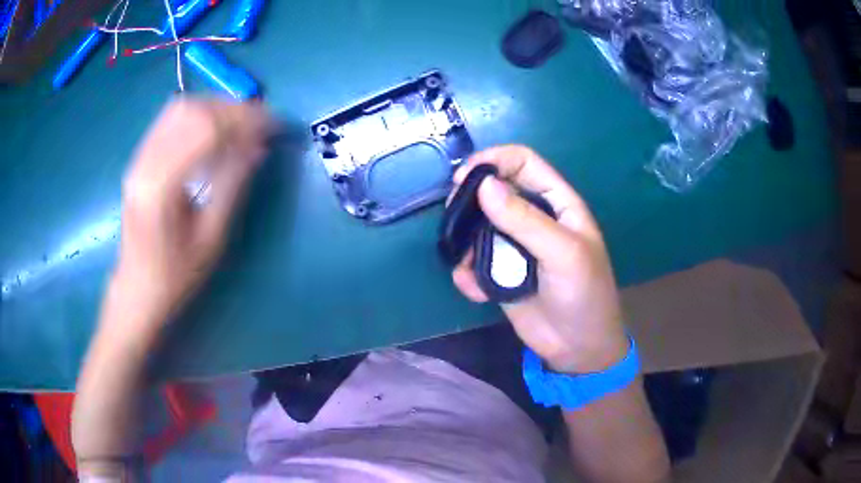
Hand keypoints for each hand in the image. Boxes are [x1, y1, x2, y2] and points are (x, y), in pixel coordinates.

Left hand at [108, 98, 269, 332]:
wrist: (136, 289)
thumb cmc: (175, 276)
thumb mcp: (211, 238)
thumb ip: (233, 185)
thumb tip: (259, 146)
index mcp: (160, 187)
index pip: (205, 129)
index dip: (243, 120)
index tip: (273, 125)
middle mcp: (144, 163)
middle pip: (192, 111)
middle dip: (232, 110)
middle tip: (261, 123)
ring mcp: (138, 157)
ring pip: (181, 108)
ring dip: (216, 108)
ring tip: (241, 124)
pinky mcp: (139, 157)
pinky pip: (171, 119)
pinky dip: (199, 115)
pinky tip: (215, 130)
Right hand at [451, 145, 626, 373]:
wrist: (578, 349)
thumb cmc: (584, 294)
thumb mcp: (562, 253)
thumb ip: (525, 219)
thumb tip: (483, 185)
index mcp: (557, 203)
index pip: (523, 163)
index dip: (493, 161)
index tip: (463, 177)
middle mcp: (534, 218)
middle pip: (494, 190)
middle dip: (470, 201)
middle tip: (454, 217)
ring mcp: (515, 246)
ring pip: (478, 226)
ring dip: (464, 242)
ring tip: (464, 264)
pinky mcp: (500, 273)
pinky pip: (474, 261)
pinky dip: (467, 273)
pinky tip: (474, 290)